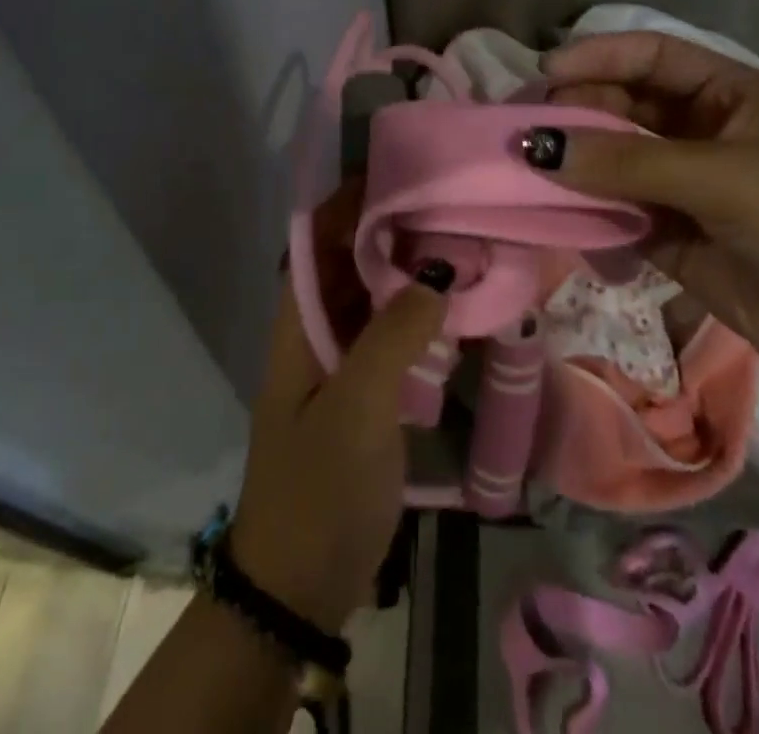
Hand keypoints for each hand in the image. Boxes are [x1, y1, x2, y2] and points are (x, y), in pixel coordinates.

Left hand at [230, 181, 445, 632]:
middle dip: (390, 228)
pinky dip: (418, 311)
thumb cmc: (317, 487)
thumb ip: (394, 334)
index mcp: (299, 322)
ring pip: (373, 295)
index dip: (348, 201)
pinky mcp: (365, 391)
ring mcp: (341, 362)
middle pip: (349, 261)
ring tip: (461, 238)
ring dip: (408, 267)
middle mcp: (316, 330)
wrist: (298, 586)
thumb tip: (437, 270)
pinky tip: (457, 301)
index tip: (398, 171)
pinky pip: (391, 332)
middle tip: (447, 201)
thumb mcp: (357, 407)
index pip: (317, 239)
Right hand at [537, 31, 758, 400]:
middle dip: (579, 112)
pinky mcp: (677, 240)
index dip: (599, 56)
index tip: (546, 74)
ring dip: (577, 165)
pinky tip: (555, 214)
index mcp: (732, 96)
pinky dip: (588, 213)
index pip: (653, 57)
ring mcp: (690, 189)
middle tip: (527, 128)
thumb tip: (538, 145)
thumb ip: (628, 161)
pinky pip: (620, 214)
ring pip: (617, 162)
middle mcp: (705, 134)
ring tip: (527, 170)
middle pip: (627, 107)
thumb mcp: (725, 178)